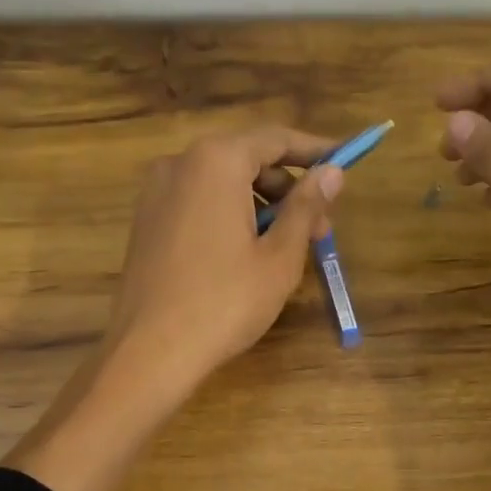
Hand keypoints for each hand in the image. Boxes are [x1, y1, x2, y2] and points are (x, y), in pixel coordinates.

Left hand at [105, 126, 344, 397]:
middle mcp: (180, 163)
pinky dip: (230, 215)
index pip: (275, 138)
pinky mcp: (146, 222)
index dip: (314, 150)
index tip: (344, 162)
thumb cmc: (224, 302)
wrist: (149, 351)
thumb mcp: (279, 256)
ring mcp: (156, 193)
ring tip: (287, 246)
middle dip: (288, 187)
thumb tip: (332, 172)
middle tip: (320, 226)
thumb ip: (306, 207)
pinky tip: (248, 253)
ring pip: (222, 183)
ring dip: (261, 204)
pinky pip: (198, 203)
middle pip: (246, 159)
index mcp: (216, 161)